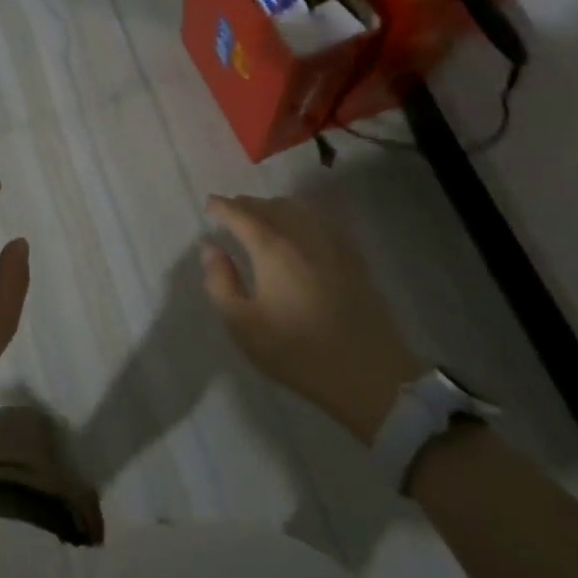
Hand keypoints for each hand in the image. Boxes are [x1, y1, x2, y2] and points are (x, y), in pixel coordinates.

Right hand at [200, 194, 421, 440]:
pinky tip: (300, 229)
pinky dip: (302, 216)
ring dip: (275, 207)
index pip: (242, 214)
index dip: (222, 206)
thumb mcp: (243, 325)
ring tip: (262, 217)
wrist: (368, 373)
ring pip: (298, 209)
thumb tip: (210, 248)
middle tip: (231, 211)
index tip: (210, 204)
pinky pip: (322, 221)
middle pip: (271, 206)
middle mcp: (302, 235)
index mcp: (272, 249)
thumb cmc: (297, 351)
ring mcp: (332, 244)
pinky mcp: (352, 257)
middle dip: (247, 204)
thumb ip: (220, 282)